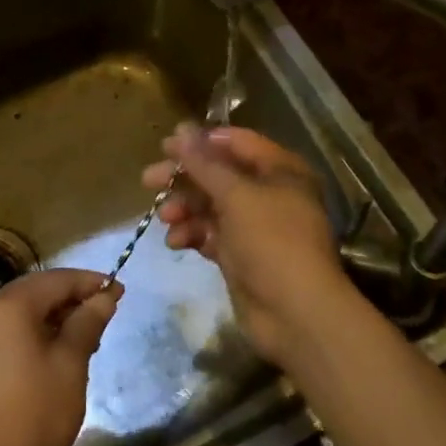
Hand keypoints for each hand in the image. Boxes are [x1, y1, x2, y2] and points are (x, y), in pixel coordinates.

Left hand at [0, 268, 121, 445]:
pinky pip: (11, 331)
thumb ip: (87, 323)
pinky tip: (58, 353)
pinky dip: (36, 332)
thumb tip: (104, 297)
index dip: (90, 283)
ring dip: (56, 317)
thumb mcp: (70, 365)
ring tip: (88, 336)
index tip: (119, 291)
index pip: (57, 279)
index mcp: (10, 305)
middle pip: (38, 291)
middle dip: (73, 298)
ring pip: (24, 312)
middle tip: (106, 312)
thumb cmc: (34, 413)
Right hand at [143, 124, 351, 365]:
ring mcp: (255, 227)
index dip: (202, 141)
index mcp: (280, 171)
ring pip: (211, 206)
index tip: (166, 145)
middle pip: (219, 174)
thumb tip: (181, 130)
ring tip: (164, 217)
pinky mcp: (241, 256)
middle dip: (184, 178)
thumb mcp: (236, 195)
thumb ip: (204, 163)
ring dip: (185, 208)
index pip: (237, 142)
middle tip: (149, 179)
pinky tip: (175, 242)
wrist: (296, 315)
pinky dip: (192, 234)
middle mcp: (269, 194)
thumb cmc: (272, 241)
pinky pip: (211, 235)